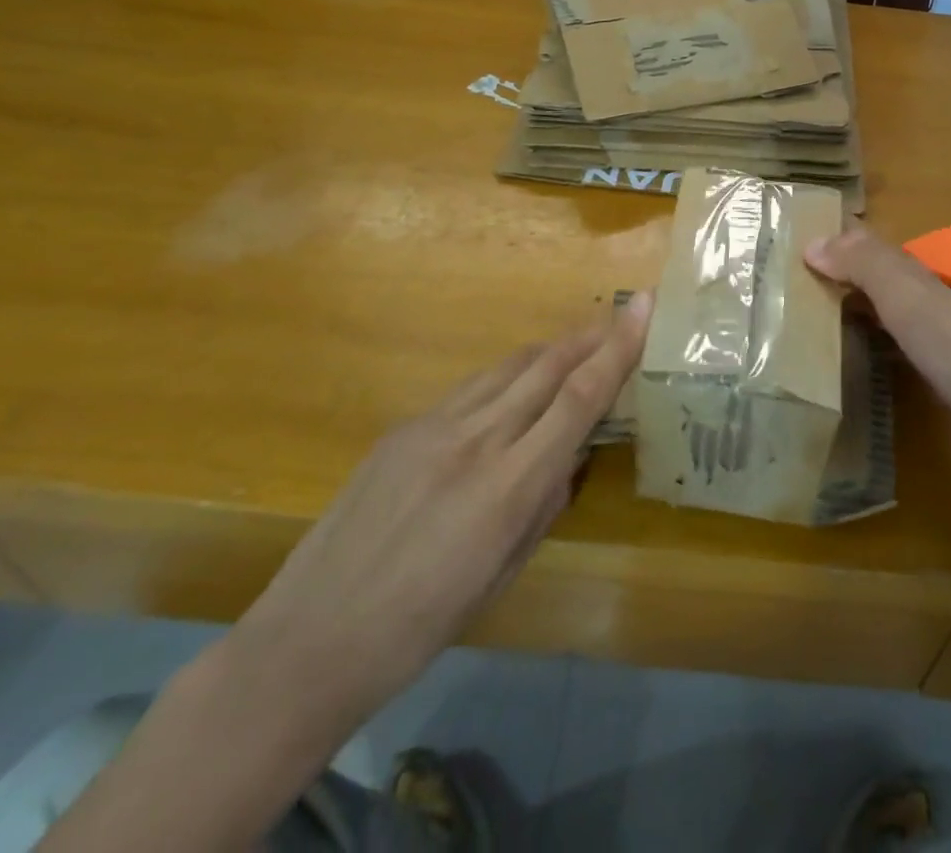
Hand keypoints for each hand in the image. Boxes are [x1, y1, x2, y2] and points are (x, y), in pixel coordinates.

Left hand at [228, 294, 653, 730]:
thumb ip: (544, 505)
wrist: (308, 642)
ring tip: (577, 348)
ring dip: (550, 352)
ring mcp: (432, 427)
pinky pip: (471, 389)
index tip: (643, 308)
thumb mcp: (502, 574)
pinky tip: (512, 394)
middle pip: (547, 365)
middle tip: (622, 315)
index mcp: (508, 487)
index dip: (617, 348)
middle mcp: (475, 440)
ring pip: (508, 368)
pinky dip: (506, 379)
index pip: (579, 398)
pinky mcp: (402, 428)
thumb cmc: (420, 629)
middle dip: (590, 335)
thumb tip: (570, 457)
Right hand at [805, 225, 950, 468]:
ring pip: (879, 310)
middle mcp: (921, 299)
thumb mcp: (904, 294)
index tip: (788, 244)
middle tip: (784, 283)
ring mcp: (929, 337)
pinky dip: (863, 340)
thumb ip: (862, 263)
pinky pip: (887, 345)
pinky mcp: (932, 373)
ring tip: (802, 317)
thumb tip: (811, 242)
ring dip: (847, 307)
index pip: (866, 245)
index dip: (833, 239)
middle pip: (871, 277)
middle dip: (835, 274)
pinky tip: (845, 355)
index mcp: (913, 275)